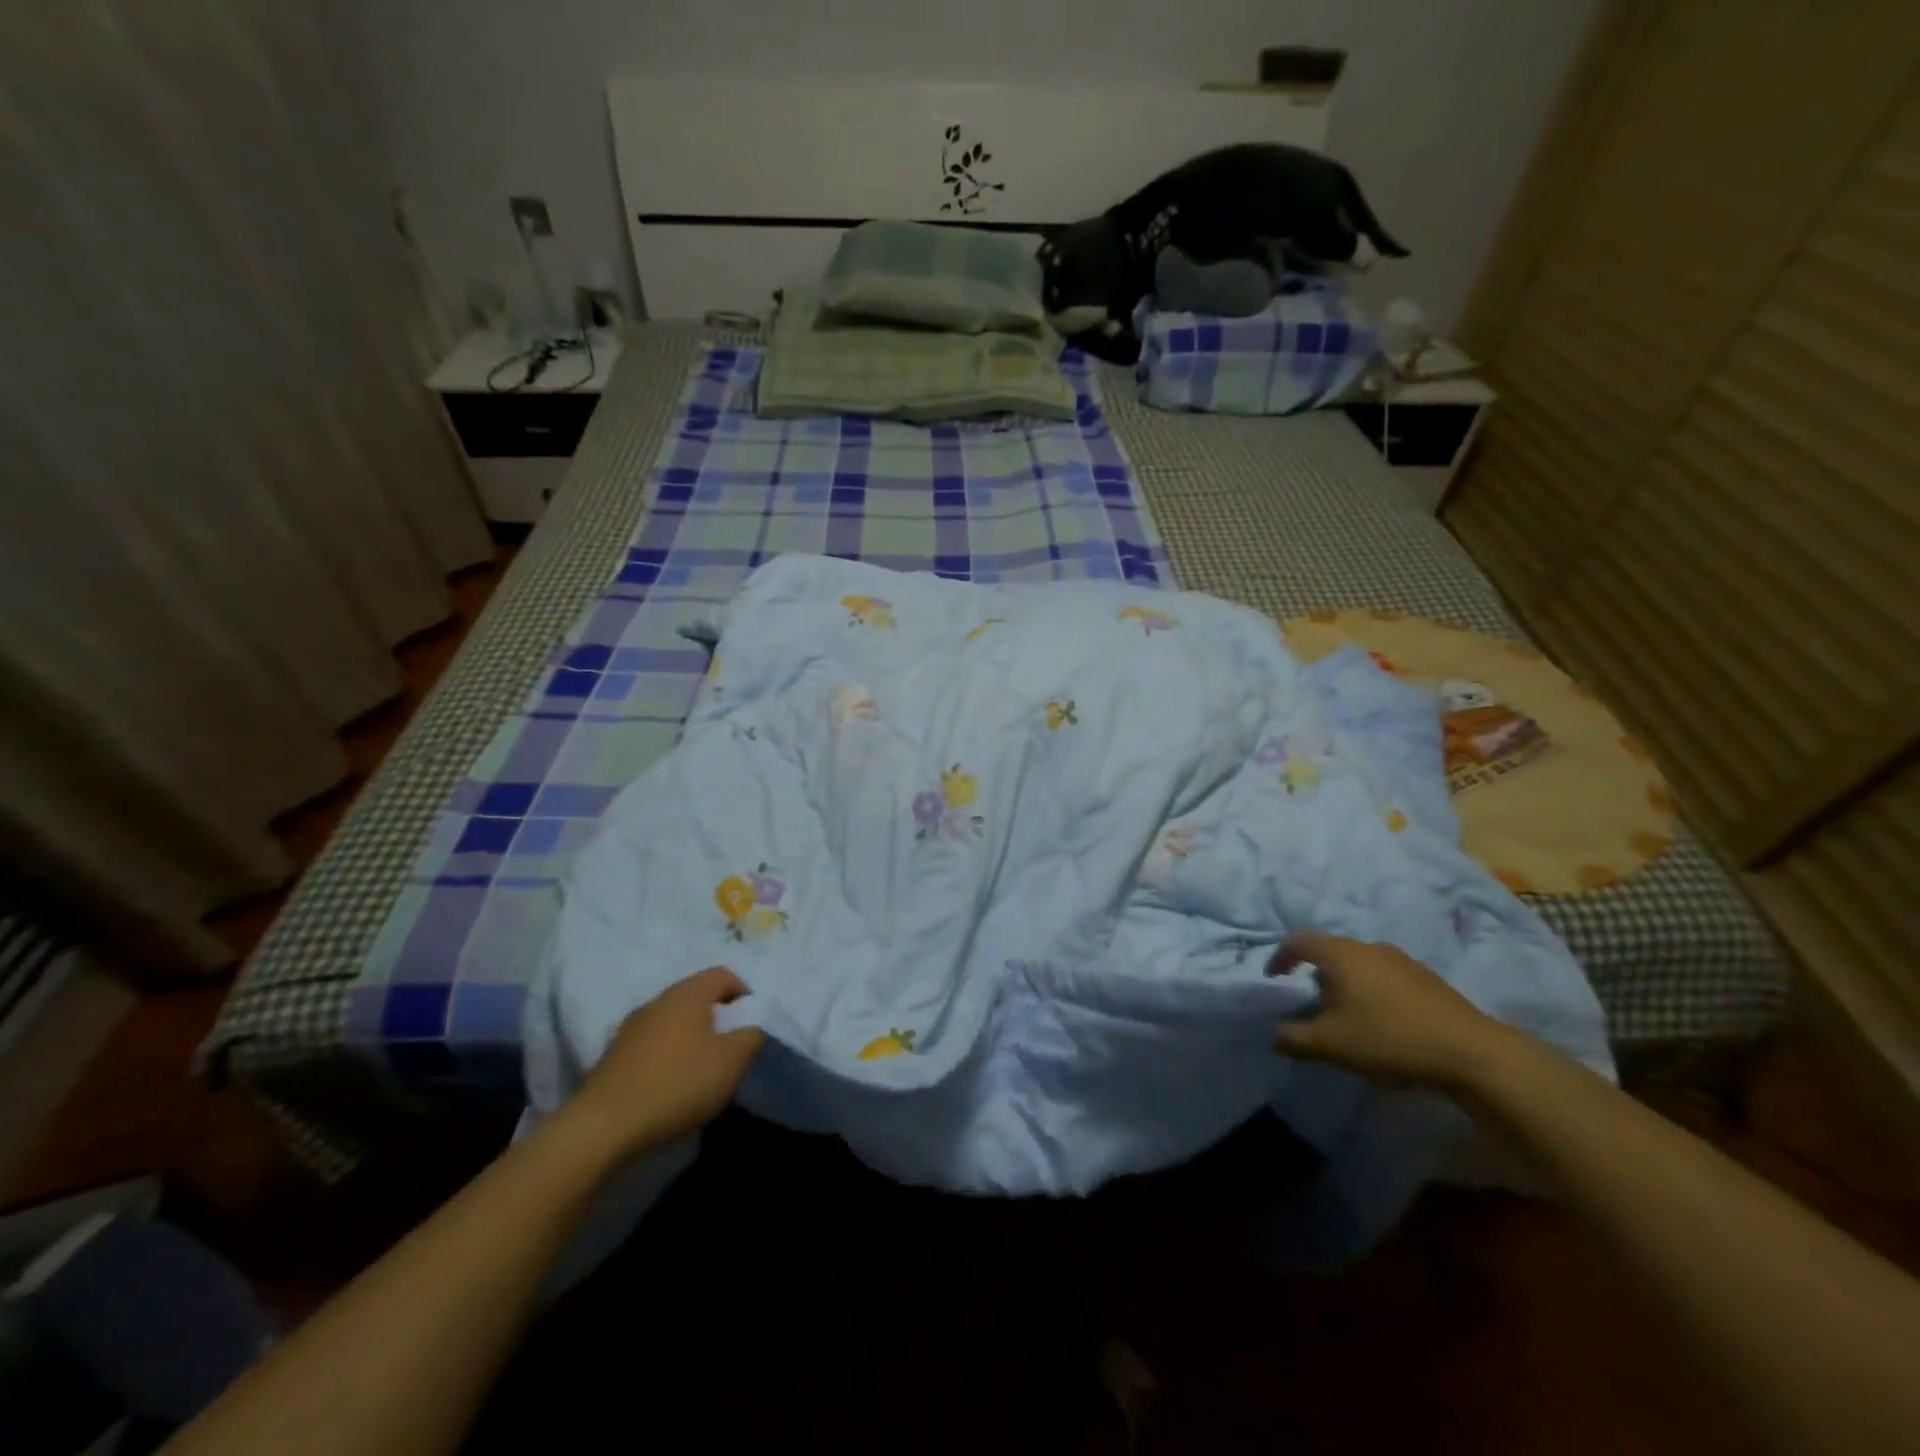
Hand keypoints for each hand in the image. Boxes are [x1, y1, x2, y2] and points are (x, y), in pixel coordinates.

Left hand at [561, 966, 764, 1159]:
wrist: (602, 1127)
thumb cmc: (677, 1084)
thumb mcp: (732, 1061)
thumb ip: (751, 1036)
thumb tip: (751, 1026)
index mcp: (687, 993)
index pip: (723, 975)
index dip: (744, 995)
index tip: (750, 1027)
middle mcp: (656, 1001)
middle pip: (696, 998)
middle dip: (717, 1020)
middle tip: (729, 1052)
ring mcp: (630, 1029)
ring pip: (673, 1023)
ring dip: (691, 1041)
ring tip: (700, 1075)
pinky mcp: (613, 1058)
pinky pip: (651, 1047)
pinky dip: (667, 1060)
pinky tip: (669, 1090)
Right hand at [1270, 932, 1510, 1090]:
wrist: (1472, 1053)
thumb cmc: (1389, 1038)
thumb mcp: (1330, 1045)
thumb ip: (1293, 1038)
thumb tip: (1275, 1033)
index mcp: (1340, 954)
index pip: (1298, 941)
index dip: (1280, 957)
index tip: (1274, 979)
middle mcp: (1368, 946)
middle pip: (1330, 951)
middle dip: (1314, 974)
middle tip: (1310, 1004)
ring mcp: (1401, 960)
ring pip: (1359, 963)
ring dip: (1345, 983)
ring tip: (1346, 1016)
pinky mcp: (1427, 979)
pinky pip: (1385, 976)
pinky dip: (1371, 991)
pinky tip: (1382, 1022)